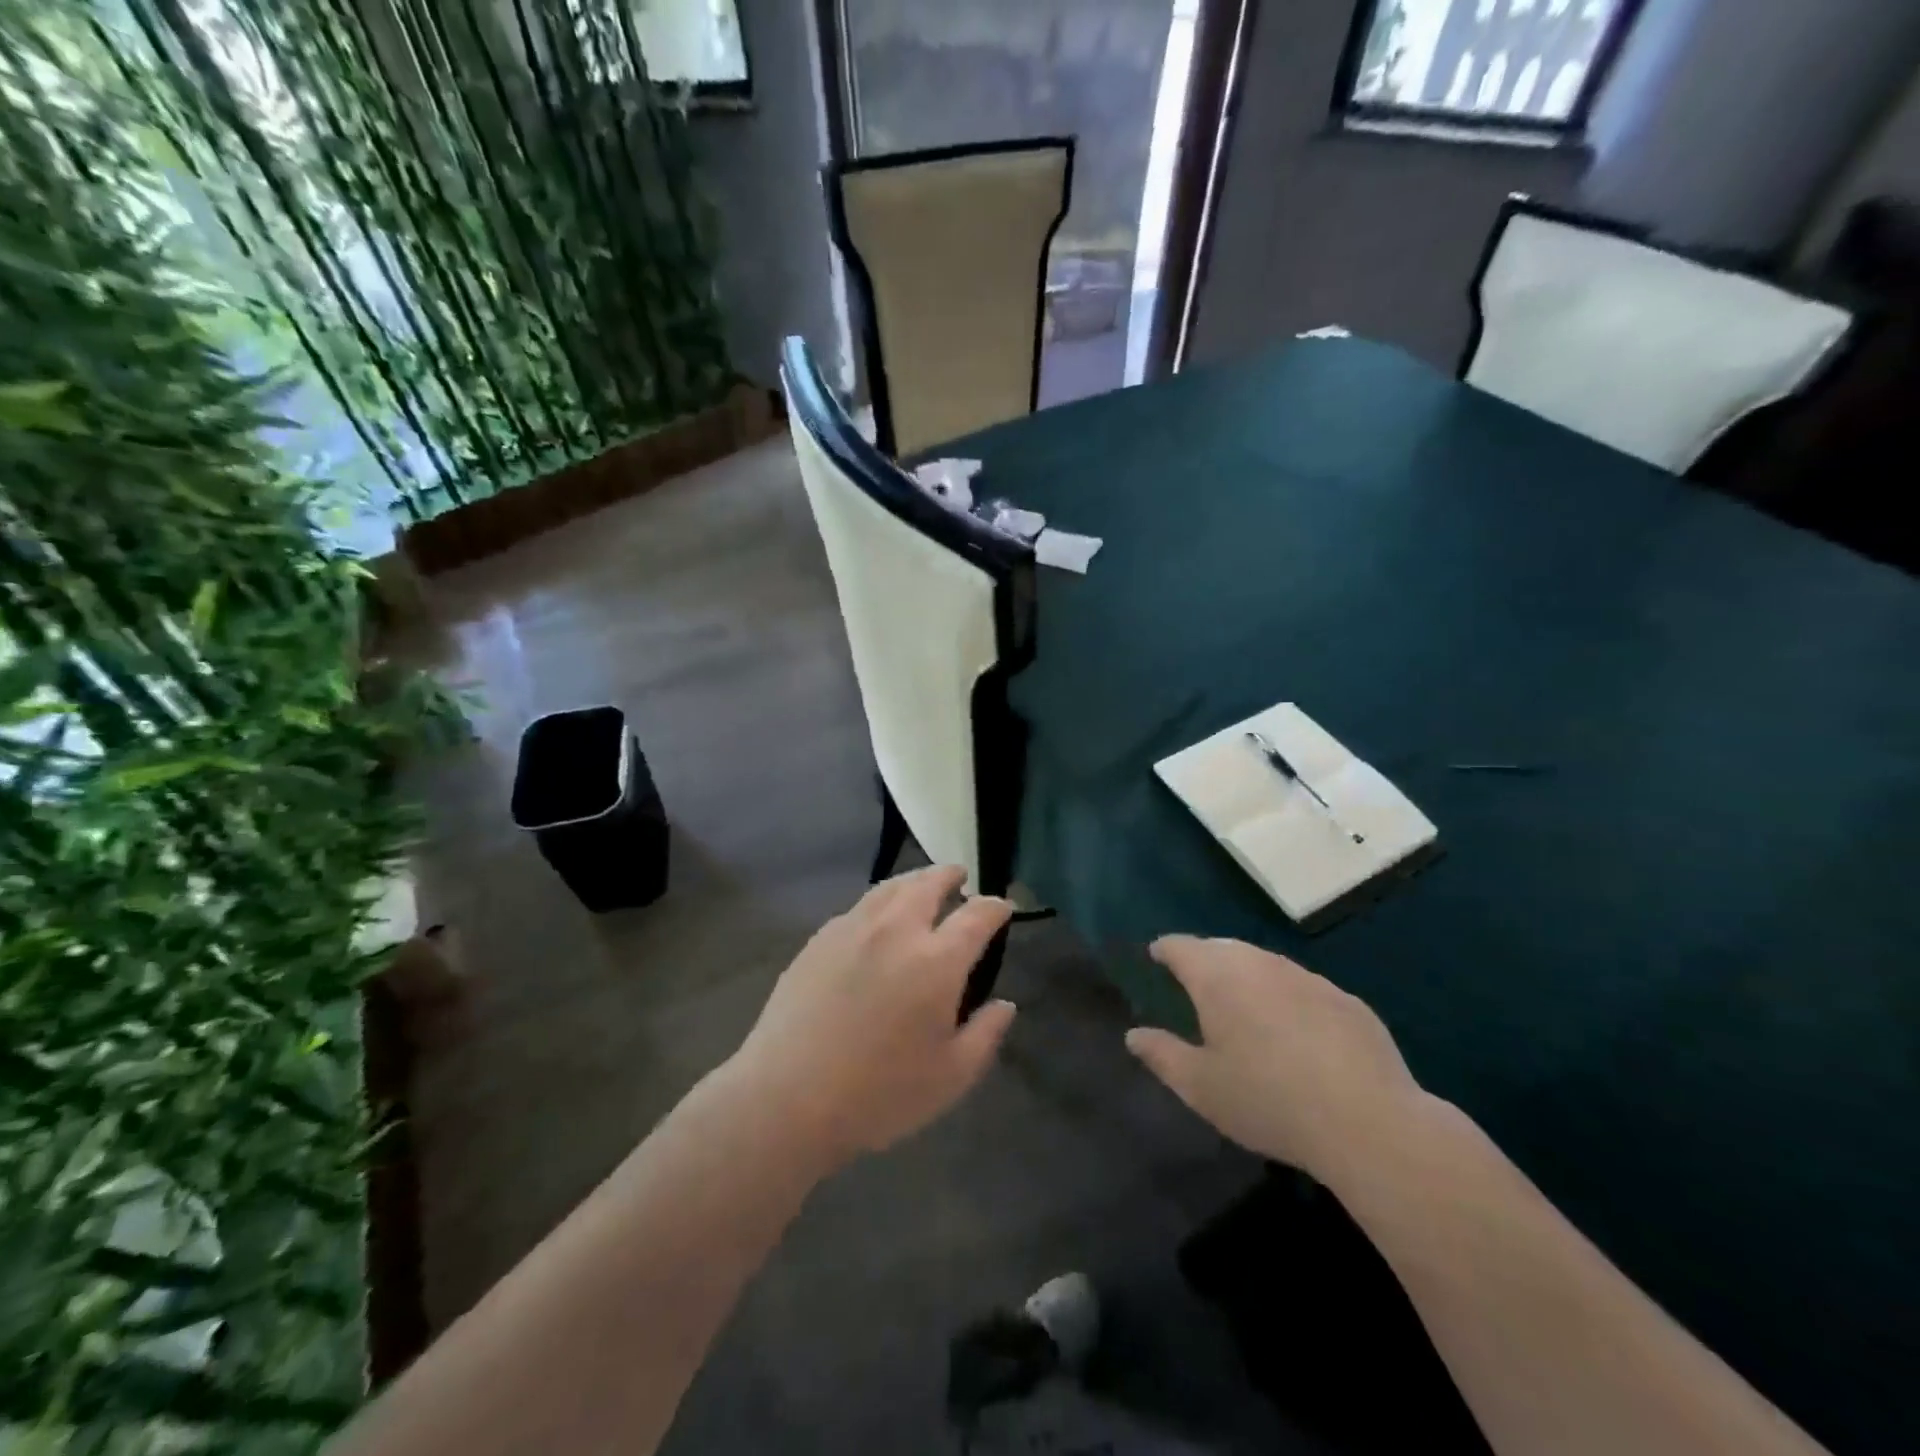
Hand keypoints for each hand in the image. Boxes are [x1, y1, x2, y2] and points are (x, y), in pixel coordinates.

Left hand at [726, 865, 1015, 1169]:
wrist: (787, 1097)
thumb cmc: (879, 1093)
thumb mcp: (951, 1077)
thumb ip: (985, 1035)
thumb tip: (1005, 1004)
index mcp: (936, 961)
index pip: (976, 916)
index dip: (994, 907)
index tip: (1003, 907)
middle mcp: (897, 931)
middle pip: (928, 884)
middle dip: (950, 876)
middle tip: (959, 877)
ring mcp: (853, 929)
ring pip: (890, 888)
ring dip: (914, 880)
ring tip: (922, 885)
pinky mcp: (819, 940)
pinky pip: (859, 906)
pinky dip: (880, 901)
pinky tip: (877, 918)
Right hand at [1125, 937, 1421, 1182]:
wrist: (1368, 1123)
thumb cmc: (1268, 1100)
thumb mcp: (1201, 1087)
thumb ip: (1162, 1055)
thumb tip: (1134, 1035)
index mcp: (1217, 978)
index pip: (1181, 947)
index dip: (1166, 950)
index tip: (1157, 955)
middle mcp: (1260, 964)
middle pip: (1223, 948)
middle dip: (1205, 959)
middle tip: (1195, 981)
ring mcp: (1307, 978)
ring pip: (1265, 964)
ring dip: (1248, 976)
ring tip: (1242, 1004)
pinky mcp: (1347, 1000)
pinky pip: (1303, 988)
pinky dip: (1287, 998)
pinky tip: (1296, 1031)